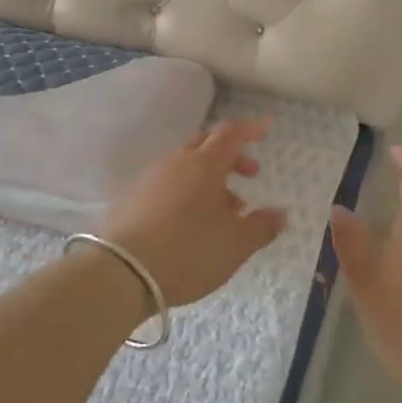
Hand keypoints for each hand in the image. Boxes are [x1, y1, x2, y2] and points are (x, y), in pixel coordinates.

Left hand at [99, 118, 287, 308]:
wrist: (120, 273)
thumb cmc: (188, 252)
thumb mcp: (235, 245)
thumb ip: (262, 226)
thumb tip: (281, 213)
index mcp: (204, 165)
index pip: (230, 134)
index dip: (250, 129)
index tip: (265, 129)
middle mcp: (175, 163)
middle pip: (205, 145)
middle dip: (230, 156)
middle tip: (249, 175)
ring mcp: (148, 179)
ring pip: (185, 167)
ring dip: (208, 180)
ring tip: (223, 211)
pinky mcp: (129, 199)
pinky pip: (166, 184)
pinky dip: (185, 193)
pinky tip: (190, 222)